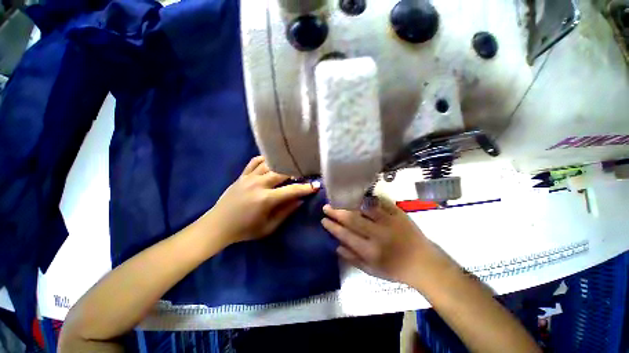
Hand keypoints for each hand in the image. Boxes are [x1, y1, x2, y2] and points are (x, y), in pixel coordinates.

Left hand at [207, 156, 318, 246]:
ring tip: (291, 166)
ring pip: (269, 164)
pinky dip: (265, 159)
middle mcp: (258, 184)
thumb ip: (286, 212)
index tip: (316, 185)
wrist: (218, 225)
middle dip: (296, 172)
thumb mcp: (269, 227)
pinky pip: (255, 161)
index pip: (291, 190)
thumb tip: (300, 200)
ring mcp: (248, 177)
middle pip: (282, 171)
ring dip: (282, 164)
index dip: (305, 188)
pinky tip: (272, 162)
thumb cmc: (245, 230)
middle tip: (304, 173)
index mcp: (265, 199)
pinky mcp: (242, 175)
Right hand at [322, 197, 454, 287]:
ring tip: (340, 199)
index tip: (323, 219)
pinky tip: (360, 197)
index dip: (332, 226)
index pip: (346, 235)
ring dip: (350, 203)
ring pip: (365, 208)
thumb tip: (336, 246)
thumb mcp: (372, 271)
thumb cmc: (395, 270)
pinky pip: (381, 203)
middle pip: (352, 219)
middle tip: (326, 206)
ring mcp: (389, 222)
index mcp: (370, 251)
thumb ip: (353, 259)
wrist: (423, 264)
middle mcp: (378, 234)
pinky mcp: (399, 214)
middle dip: (336, 212)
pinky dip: (369, 199)